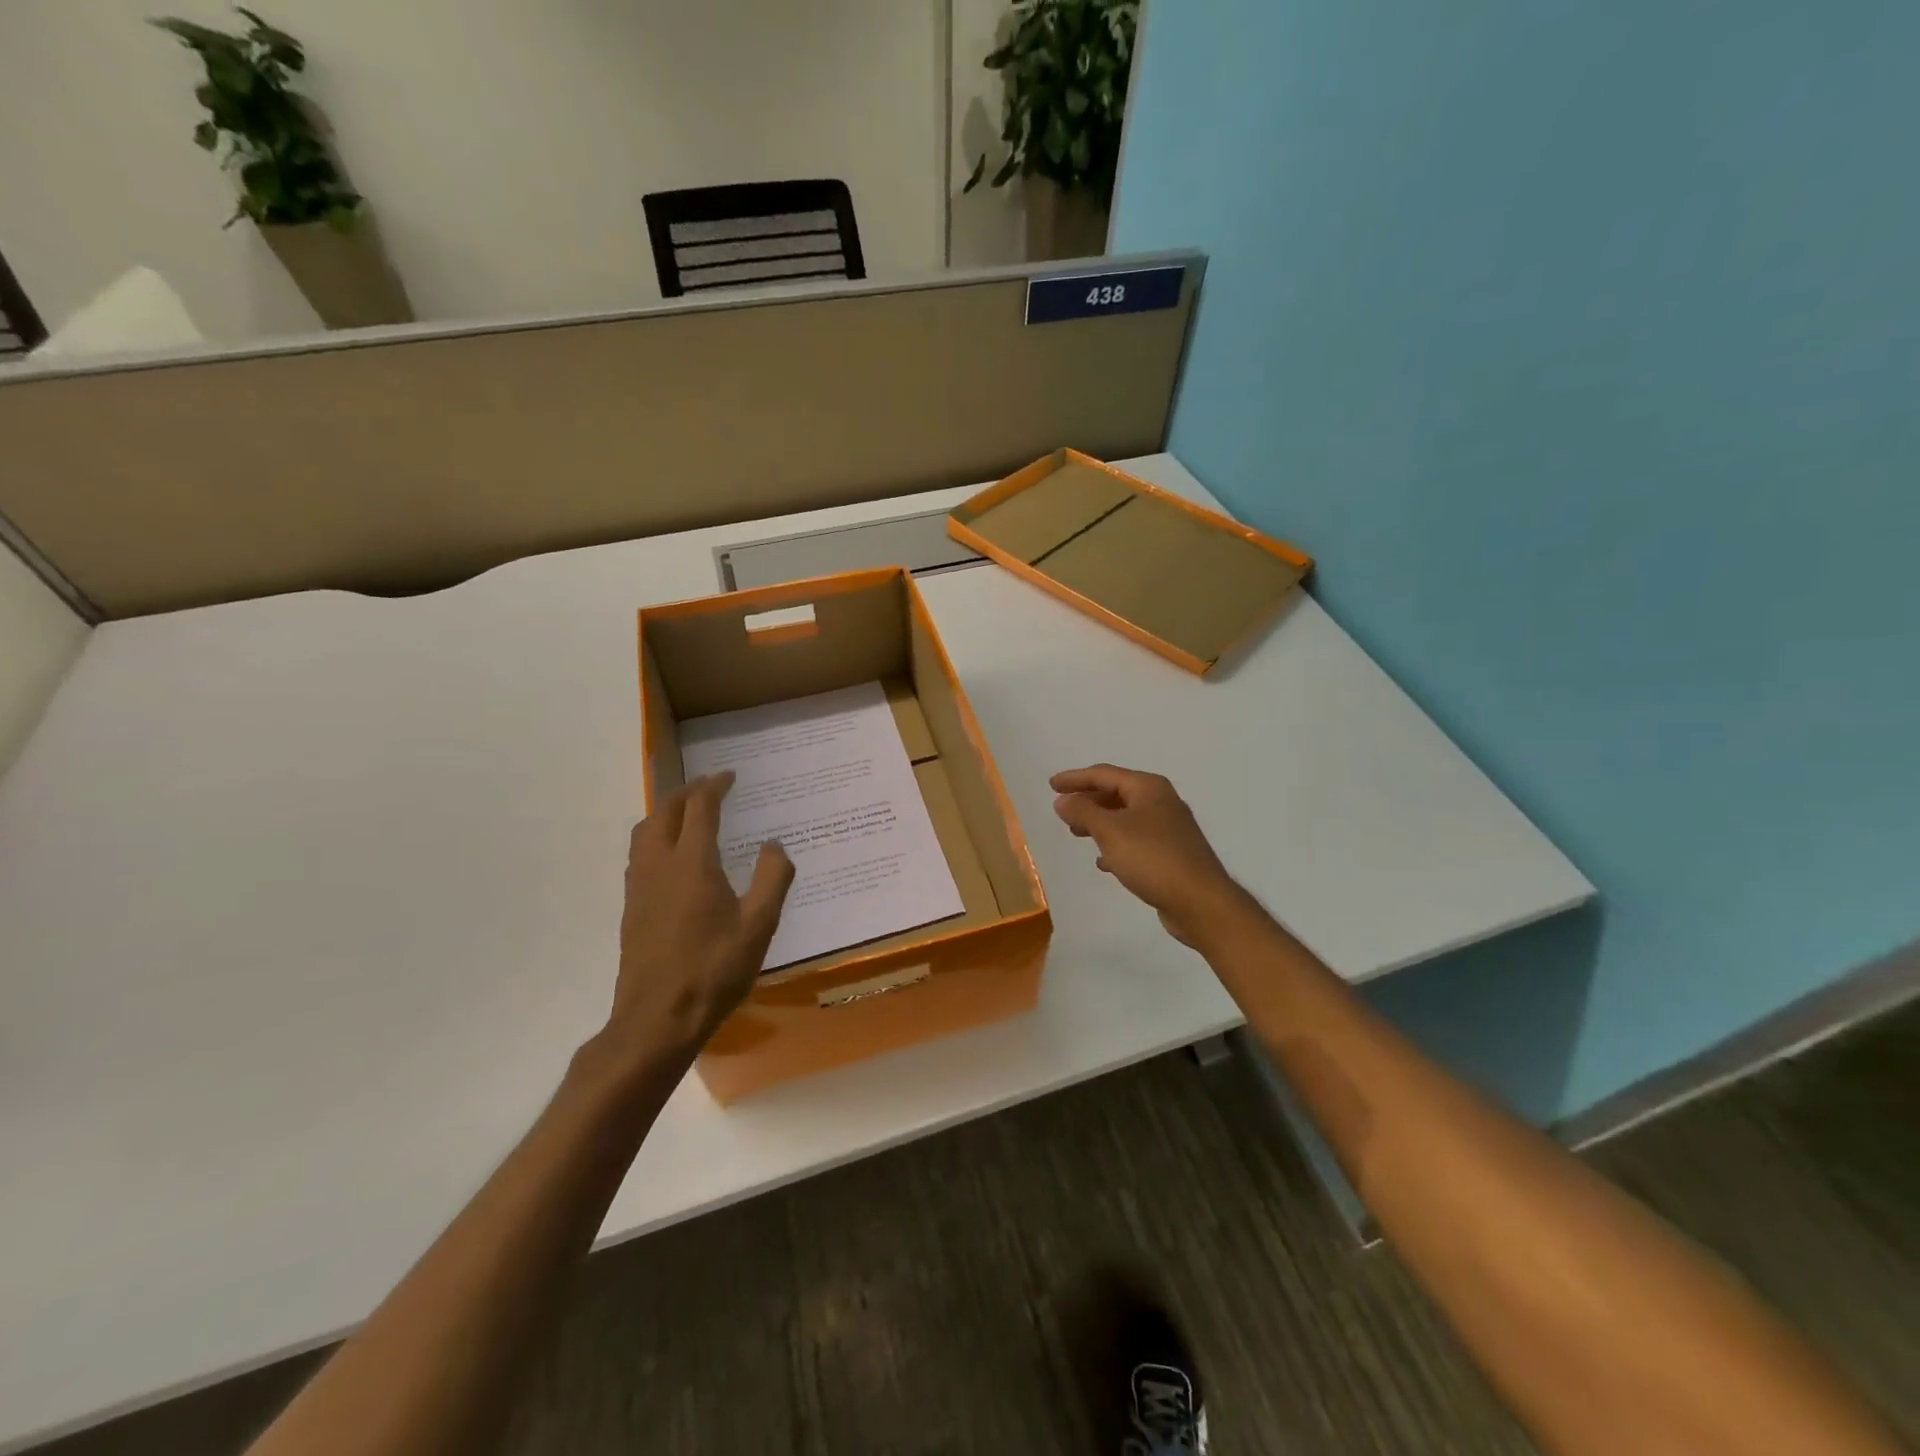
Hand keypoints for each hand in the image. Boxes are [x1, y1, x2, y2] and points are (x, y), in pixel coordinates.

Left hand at [606, 772, 793, 1060]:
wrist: (657, 1018)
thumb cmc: (714, 969)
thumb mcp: (759, 926)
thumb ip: (772, 879)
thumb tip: (774, 845)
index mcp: (692, 862)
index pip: (699, 808)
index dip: (715, 786)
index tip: (730, 775)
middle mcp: (659, 864)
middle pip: (666, 811)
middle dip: (688, 791)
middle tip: (710, 785)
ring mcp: (639, 885)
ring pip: (645, 830)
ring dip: (666, 811)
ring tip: (688, 812)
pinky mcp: (631, 906)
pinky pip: (640, 853)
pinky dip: (656, 835)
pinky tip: (672, 855)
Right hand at [1049, 764, 1250, 949]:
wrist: (1200, 902)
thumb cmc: (1152, 858)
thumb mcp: (1110, 831)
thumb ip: (1083, 812)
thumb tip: (1063, 799)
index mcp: (1149, 788)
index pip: (1104, 774)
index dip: (1075, 778)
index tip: (1051, 785)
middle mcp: (1161, 802)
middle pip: (1116, 793)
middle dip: (1088, 800)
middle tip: (1062, 810)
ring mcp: (1169, 829)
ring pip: (1125, 818)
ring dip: (1099, 823)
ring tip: (1076, 833)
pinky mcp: (1172, 854)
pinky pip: (1136, 841)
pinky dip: (1116, 845)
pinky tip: (1104, 862)